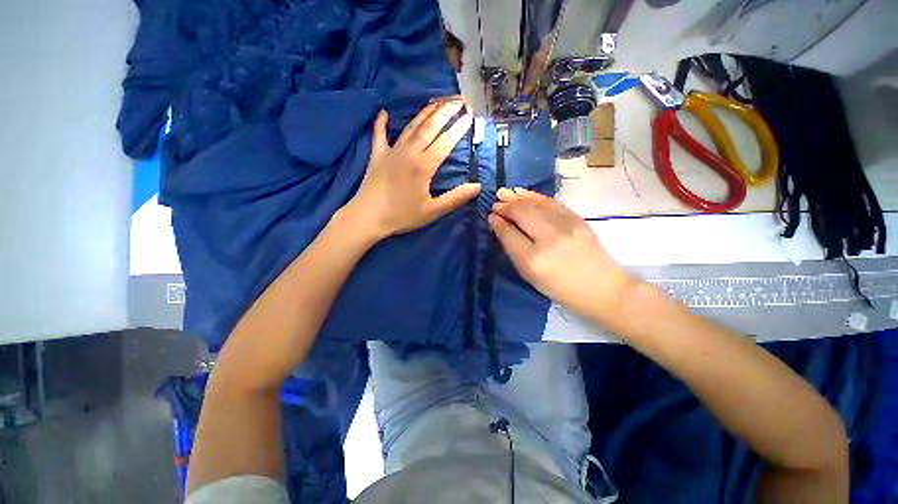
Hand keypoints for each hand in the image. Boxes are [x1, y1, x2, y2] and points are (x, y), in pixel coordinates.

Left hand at [346, 99, 479, 239]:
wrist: (368, 217)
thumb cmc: (402, 216)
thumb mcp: (433, 211)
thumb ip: (456, 198)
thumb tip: (477, 186)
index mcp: (424, 166)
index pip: (446, 142)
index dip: (459, 128)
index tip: (470, 115)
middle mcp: (409, 152)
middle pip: (430, 127)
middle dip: (446, 111)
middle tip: (459, 99)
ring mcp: (391, 151)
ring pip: (411, 126)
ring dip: (425, 112)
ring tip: (437, 101)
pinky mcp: (377, 155)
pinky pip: (379, 134)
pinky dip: (381, 123)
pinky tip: (383, 112)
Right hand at [488, 188, 634, 322]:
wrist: (602, 288)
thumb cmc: (560, 288)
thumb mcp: (530, 276)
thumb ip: (513, 250)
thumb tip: (500, 226)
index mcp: (533, 259)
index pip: (509, 233)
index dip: (497, 222)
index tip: (491, 216)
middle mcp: (548, 238)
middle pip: (521, 213)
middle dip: (505, 207)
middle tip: (495, 204)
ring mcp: (565, 226)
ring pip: (534, 204)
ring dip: (516, 197)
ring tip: (504, 193)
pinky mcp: (577, 219)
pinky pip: (550, 202)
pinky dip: (534, 196)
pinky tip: (523, 193)